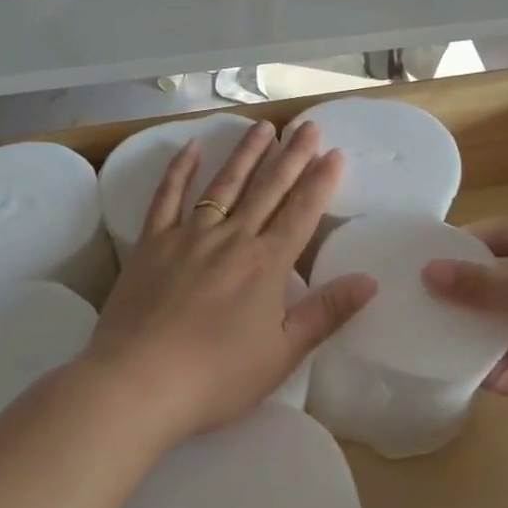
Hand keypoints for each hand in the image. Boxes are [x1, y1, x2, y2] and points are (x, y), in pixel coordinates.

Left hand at [85, 119, 376, 438]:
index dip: (320, 181)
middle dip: (292, 155)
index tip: (335, 152)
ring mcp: (189, 235)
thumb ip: (326, 312)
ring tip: (264, 126)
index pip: (301, 211)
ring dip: (246, 153)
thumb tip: (370, 279)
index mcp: (266, 264)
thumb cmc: (216, 376)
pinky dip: (180, 170)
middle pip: (268, 188)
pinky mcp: (153, 242)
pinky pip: (168, 197)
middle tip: (308, 125)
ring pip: (225, 184)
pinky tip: (192, 146)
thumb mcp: (282, 354)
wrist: (138, 383)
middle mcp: (232, 238)